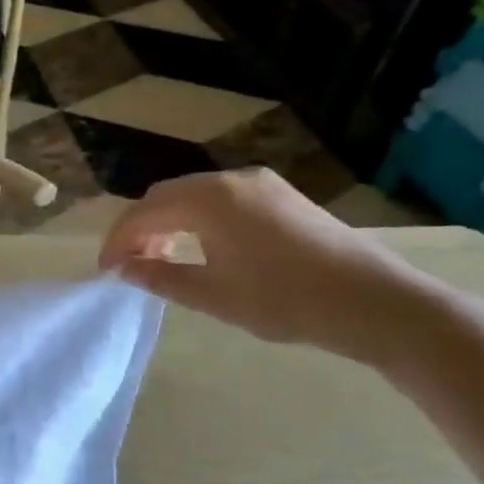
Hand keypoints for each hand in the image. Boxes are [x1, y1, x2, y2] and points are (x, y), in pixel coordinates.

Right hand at [97, 169, 430, 357]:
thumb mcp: (213, 295)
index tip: (106, 272)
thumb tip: (123, 268)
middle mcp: (229, 179)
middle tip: (130, 265)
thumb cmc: (286, 301)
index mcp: (207, 199)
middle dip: (140, 229)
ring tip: (163, 259)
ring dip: (169, 223)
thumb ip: (160, 277)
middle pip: (164, 197)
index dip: (117, 242)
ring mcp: (259, 184)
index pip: (142, 213)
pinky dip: (198, 219)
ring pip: (193, 196)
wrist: (377, 303)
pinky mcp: (281, 195)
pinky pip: (221, 199)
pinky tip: (203, 248)